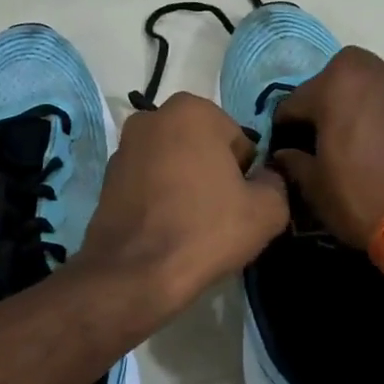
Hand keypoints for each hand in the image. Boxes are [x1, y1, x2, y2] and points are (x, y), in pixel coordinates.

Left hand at [78, 92, 288, 316]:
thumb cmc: (205, 230)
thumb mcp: (267, 210)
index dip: (245, 175)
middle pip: (203, 148)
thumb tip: (266, 178)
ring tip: (190, 225)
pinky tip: (165, 229)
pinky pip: (149, 183)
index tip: (239, 203)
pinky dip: (160, 199)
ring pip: (174, 165)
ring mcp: (124, 147)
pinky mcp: (107, 178)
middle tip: (217, 215)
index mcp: (192, 110)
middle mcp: (152, 117)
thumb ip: (276, 182)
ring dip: (185, 185)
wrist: (134, 272)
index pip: (238, 141)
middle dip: (213, 174)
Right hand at [266, 47, 383, 250]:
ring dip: (359, 108)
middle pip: (336, 84)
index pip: (294, 103)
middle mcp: (375, 69)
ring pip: (371, 90)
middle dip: (325, 108)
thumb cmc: (363, 198)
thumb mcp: (315, 187)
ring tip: (359, 144)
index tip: (286, 153)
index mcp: (337, 82)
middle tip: (324, 144)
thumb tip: (285, 154)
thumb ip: (294, 162)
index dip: (285, 131)